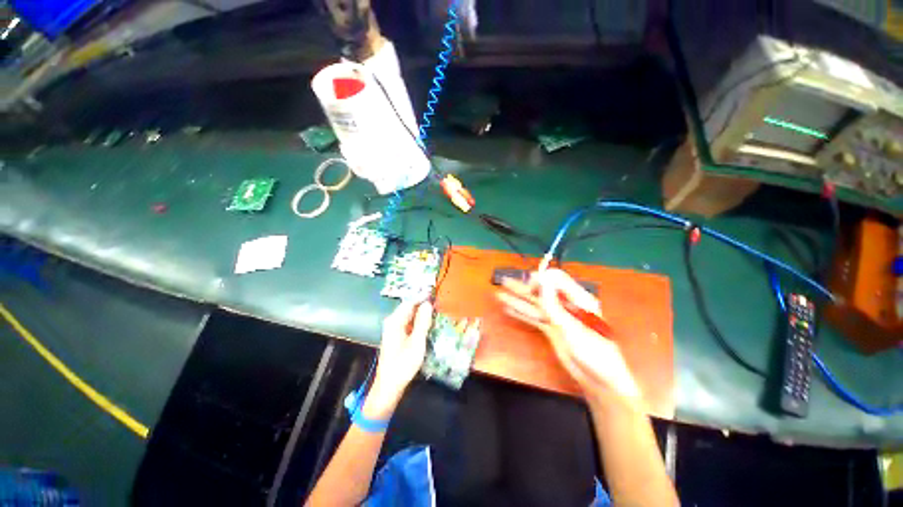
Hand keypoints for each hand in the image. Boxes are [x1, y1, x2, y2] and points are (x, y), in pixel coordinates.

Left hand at [365, 300, 433, 418]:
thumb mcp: (416, 342)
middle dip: (424, 305)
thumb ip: (422, 322)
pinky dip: (419, 322)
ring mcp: (394, 329)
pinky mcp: (398, 336)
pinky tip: (429, 325)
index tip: (437, 294)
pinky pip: (410, 323)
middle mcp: (393, 322)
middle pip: (410, 308)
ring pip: (411, 316)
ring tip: (438, 313)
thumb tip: (428, 303)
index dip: (423, 297)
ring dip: (423, 314)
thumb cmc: (403, 365)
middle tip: (440, 305)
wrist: (389, 386)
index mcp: (395, 321)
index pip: (410, 301)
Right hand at [497, 269, 641, 411]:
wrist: (600, 380)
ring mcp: (557, 317)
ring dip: (518, 299)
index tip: (529, 286)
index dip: (541, 279)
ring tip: (500, 294)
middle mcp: (565, 305)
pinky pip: (533, 317)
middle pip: (542, 290)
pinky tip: (509, 309)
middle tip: (505, 282)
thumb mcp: (571, 327)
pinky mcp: (551, 329)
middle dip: (523, 286)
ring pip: (534, 304)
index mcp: (577, 298)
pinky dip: (521, 313)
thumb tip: (542, 279)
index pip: (556, 279)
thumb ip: (553, 304)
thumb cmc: (592, 352)